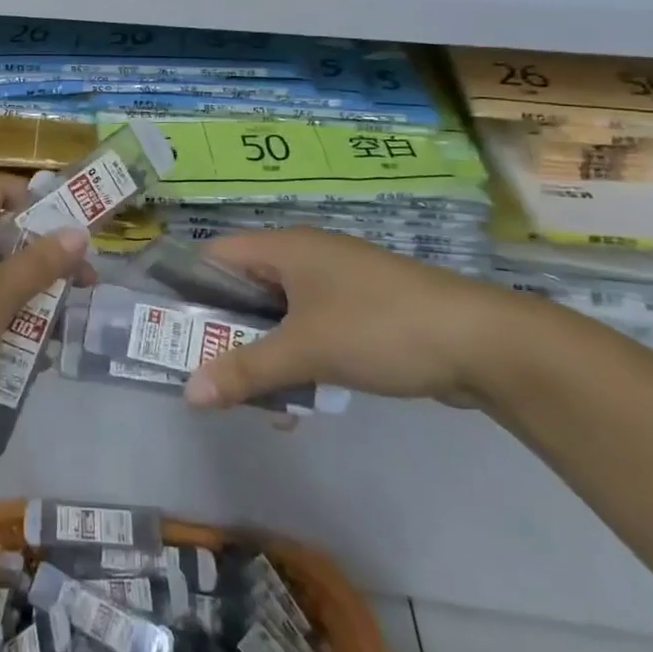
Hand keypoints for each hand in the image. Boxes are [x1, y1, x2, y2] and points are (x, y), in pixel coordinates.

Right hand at [184, 227, 554, 409]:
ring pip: (278, 315)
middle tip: (199, 368)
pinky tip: (297, 402)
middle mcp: (307, 258)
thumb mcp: (306, 350)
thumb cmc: (380, 328)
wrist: (486, 344)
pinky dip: (296, 359)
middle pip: (244, 288)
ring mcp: (337, 285)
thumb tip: (188, 394)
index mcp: (286, 249)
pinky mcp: (363, 312)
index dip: (186, 285)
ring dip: (260, 352)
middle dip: (221, 329)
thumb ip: (245, 370)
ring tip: (246, 396)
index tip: (166, 325)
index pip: (215, 255)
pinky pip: (311, 330)